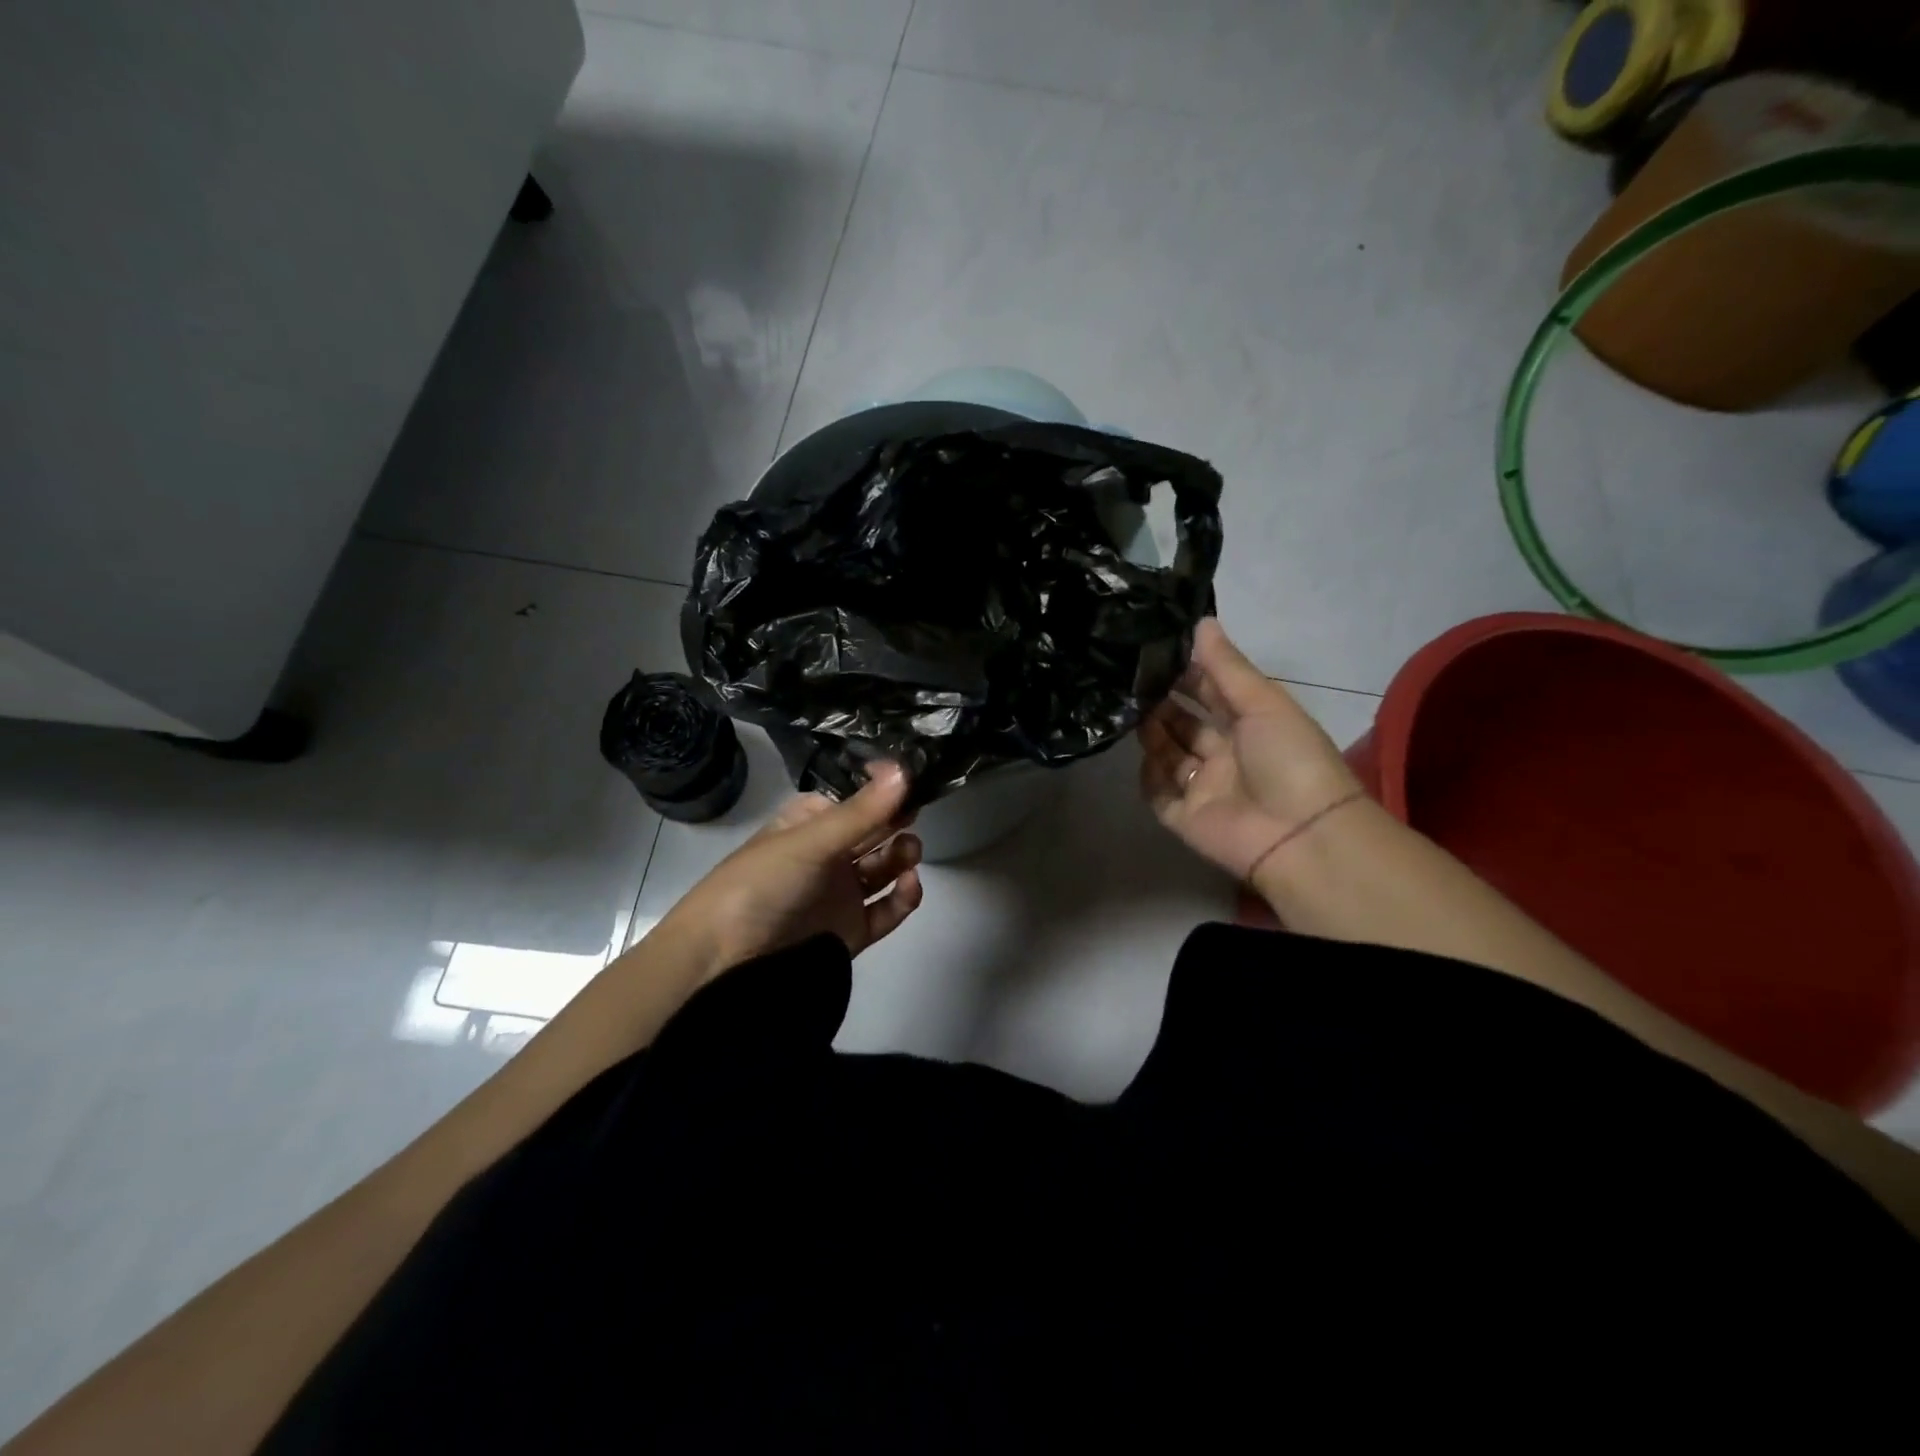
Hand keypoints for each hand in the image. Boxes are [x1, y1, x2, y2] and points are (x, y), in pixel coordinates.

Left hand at [661, 763, 924, 978]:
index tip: (914, 782)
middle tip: (915, 818)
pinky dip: (902, 899)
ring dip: (901, 858)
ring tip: (910, 854)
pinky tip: (909, 887)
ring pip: (883, 870)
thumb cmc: (762, 883)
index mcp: (809, 825)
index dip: (884, 792)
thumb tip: (906, 769)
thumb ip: (862, 812)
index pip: (855, 800)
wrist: (722, 961)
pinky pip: (885, 910)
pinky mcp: (849, 930)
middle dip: (897, 823)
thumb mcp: (810, 841)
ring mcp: (839, 893)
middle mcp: (827, 855)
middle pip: (874, 833)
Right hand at [1139, 618, 1362, 880]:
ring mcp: (1205, 788)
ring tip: (1130, 710)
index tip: (1156, 654)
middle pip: (1186, 725)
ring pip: (1169, 756)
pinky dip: (1148, 777)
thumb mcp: (1263, 702)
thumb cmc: (1289, 758)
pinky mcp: (1185, 817)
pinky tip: (1140, 756)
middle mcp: (1226, 755)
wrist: (1300, 834)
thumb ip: (1227, 666)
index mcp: (1252, 726)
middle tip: (1132, 682)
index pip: (1213, 694)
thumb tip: (1201, 621)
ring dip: (1152, 734)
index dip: (1189, 675)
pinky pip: (1158, 794)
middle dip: (1163, 704)